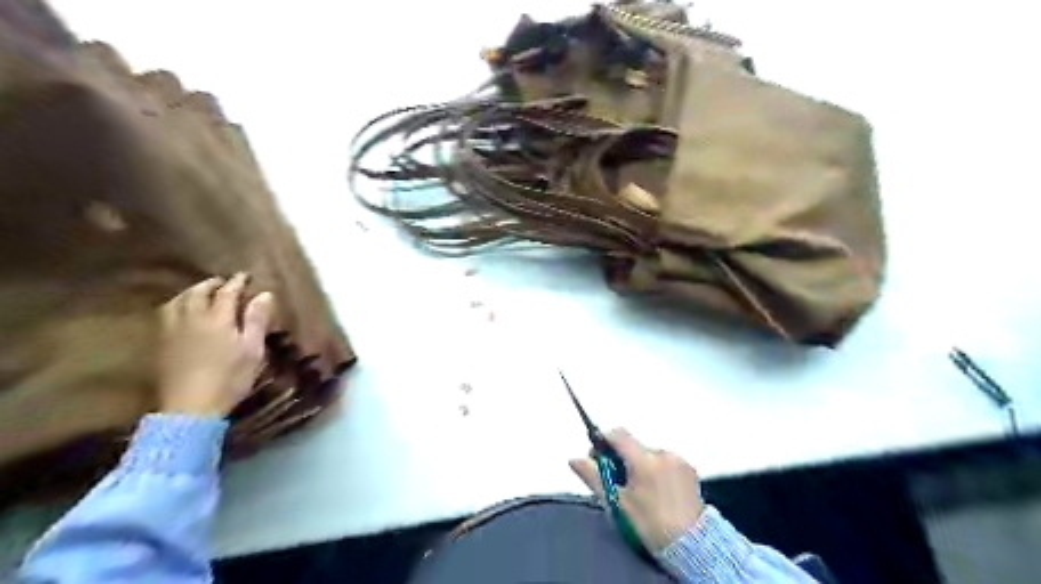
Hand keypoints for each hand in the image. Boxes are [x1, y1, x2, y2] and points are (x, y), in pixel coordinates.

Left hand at [154, 275, 273, 413]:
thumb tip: (265, 294)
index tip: (246, 276)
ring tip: (201, 293)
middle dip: (212, 284)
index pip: (227, 292)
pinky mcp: (161, 343)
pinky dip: (176, 305)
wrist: (191, 408)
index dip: (237, 282)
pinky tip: (181, 311)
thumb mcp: (252, 350)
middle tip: (223, 282)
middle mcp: (192, 318)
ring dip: (191, 292)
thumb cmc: (230, 378)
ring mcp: (172, 330)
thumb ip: (257, 320)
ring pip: (178, 301)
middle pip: (198, 292)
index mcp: (217, 318)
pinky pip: (166, 314)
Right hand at [568, 429, 707, 551]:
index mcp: (644, 461)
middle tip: (618, 482)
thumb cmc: (652, 526)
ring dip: (640, 464)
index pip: (617, 434)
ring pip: (649, 453)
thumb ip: (594, 477)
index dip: (603, 441)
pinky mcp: (689, 469)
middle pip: (633, 445)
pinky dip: (657, 470)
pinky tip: (657, 492)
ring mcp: (678, 461)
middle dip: (621, 458)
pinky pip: (665, 461)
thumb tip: (574, 460)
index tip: (597, 456)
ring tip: (640, 492)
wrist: (692, 547)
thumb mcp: (617, 503)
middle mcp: (663, 454)